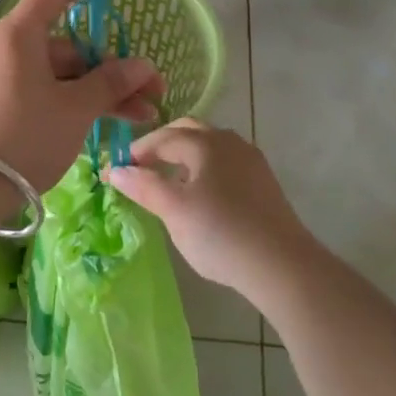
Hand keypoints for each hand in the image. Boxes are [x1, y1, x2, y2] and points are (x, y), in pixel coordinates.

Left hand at [0, 0, 164, 195]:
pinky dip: (63, 102)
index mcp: (17, 35)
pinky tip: (92, 124)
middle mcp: (0, 49)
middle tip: (146, 94)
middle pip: (62, 47)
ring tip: (134, 118)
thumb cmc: (23, 136)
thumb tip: (142, 67)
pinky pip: (32, 92)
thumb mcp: (75, 110)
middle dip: (108, 69)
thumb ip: (110, 83)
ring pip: (51, 75)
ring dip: (92, 92)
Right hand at [105, 119, 317, 301]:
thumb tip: (115, 169)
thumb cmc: (220, 233)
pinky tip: (199, 194)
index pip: (162, 137)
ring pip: (209, 146)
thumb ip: (144, 186)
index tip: (115, 170)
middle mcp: (230, 141)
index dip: (136, 152)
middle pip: (188, 131)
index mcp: (206, 142)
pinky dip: (203, 168)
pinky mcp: (262, 181)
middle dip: (161, 144)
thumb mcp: (174, 210)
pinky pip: (224, 162)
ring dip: (183, 155)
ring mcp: (250, 160)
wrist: (281, 264)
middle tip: (140, 167)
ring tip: (166, 181)